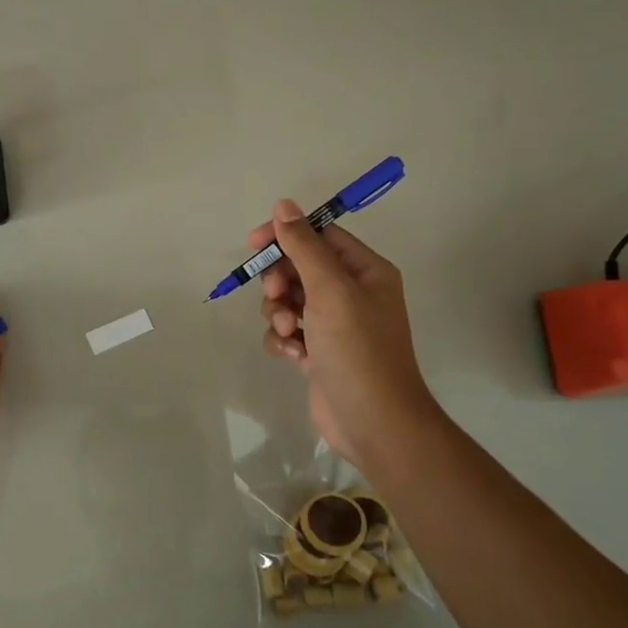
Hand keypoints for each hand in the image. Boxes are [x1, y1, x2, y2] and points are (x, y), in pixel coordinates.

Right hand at [253, 200, 439, 466]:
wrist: (374, 422)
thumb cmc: (357, 348)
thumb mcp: (330, 290)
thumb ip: (304, 246)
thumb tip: (283, 204)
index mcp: (365, 270)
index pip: (320, 235)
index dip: (286, 235)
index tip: (254, 244)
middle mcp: (352, 292)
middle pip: (300, 267)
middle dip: (280, 281)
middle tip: (276, 296)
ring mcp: (335, 324)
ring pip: (289, 300)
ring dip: (280, 313)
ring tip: (289, 333)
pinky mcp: (319, 352)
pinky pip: (289, 331)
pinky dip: (284, 340)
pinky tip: (294, 357)